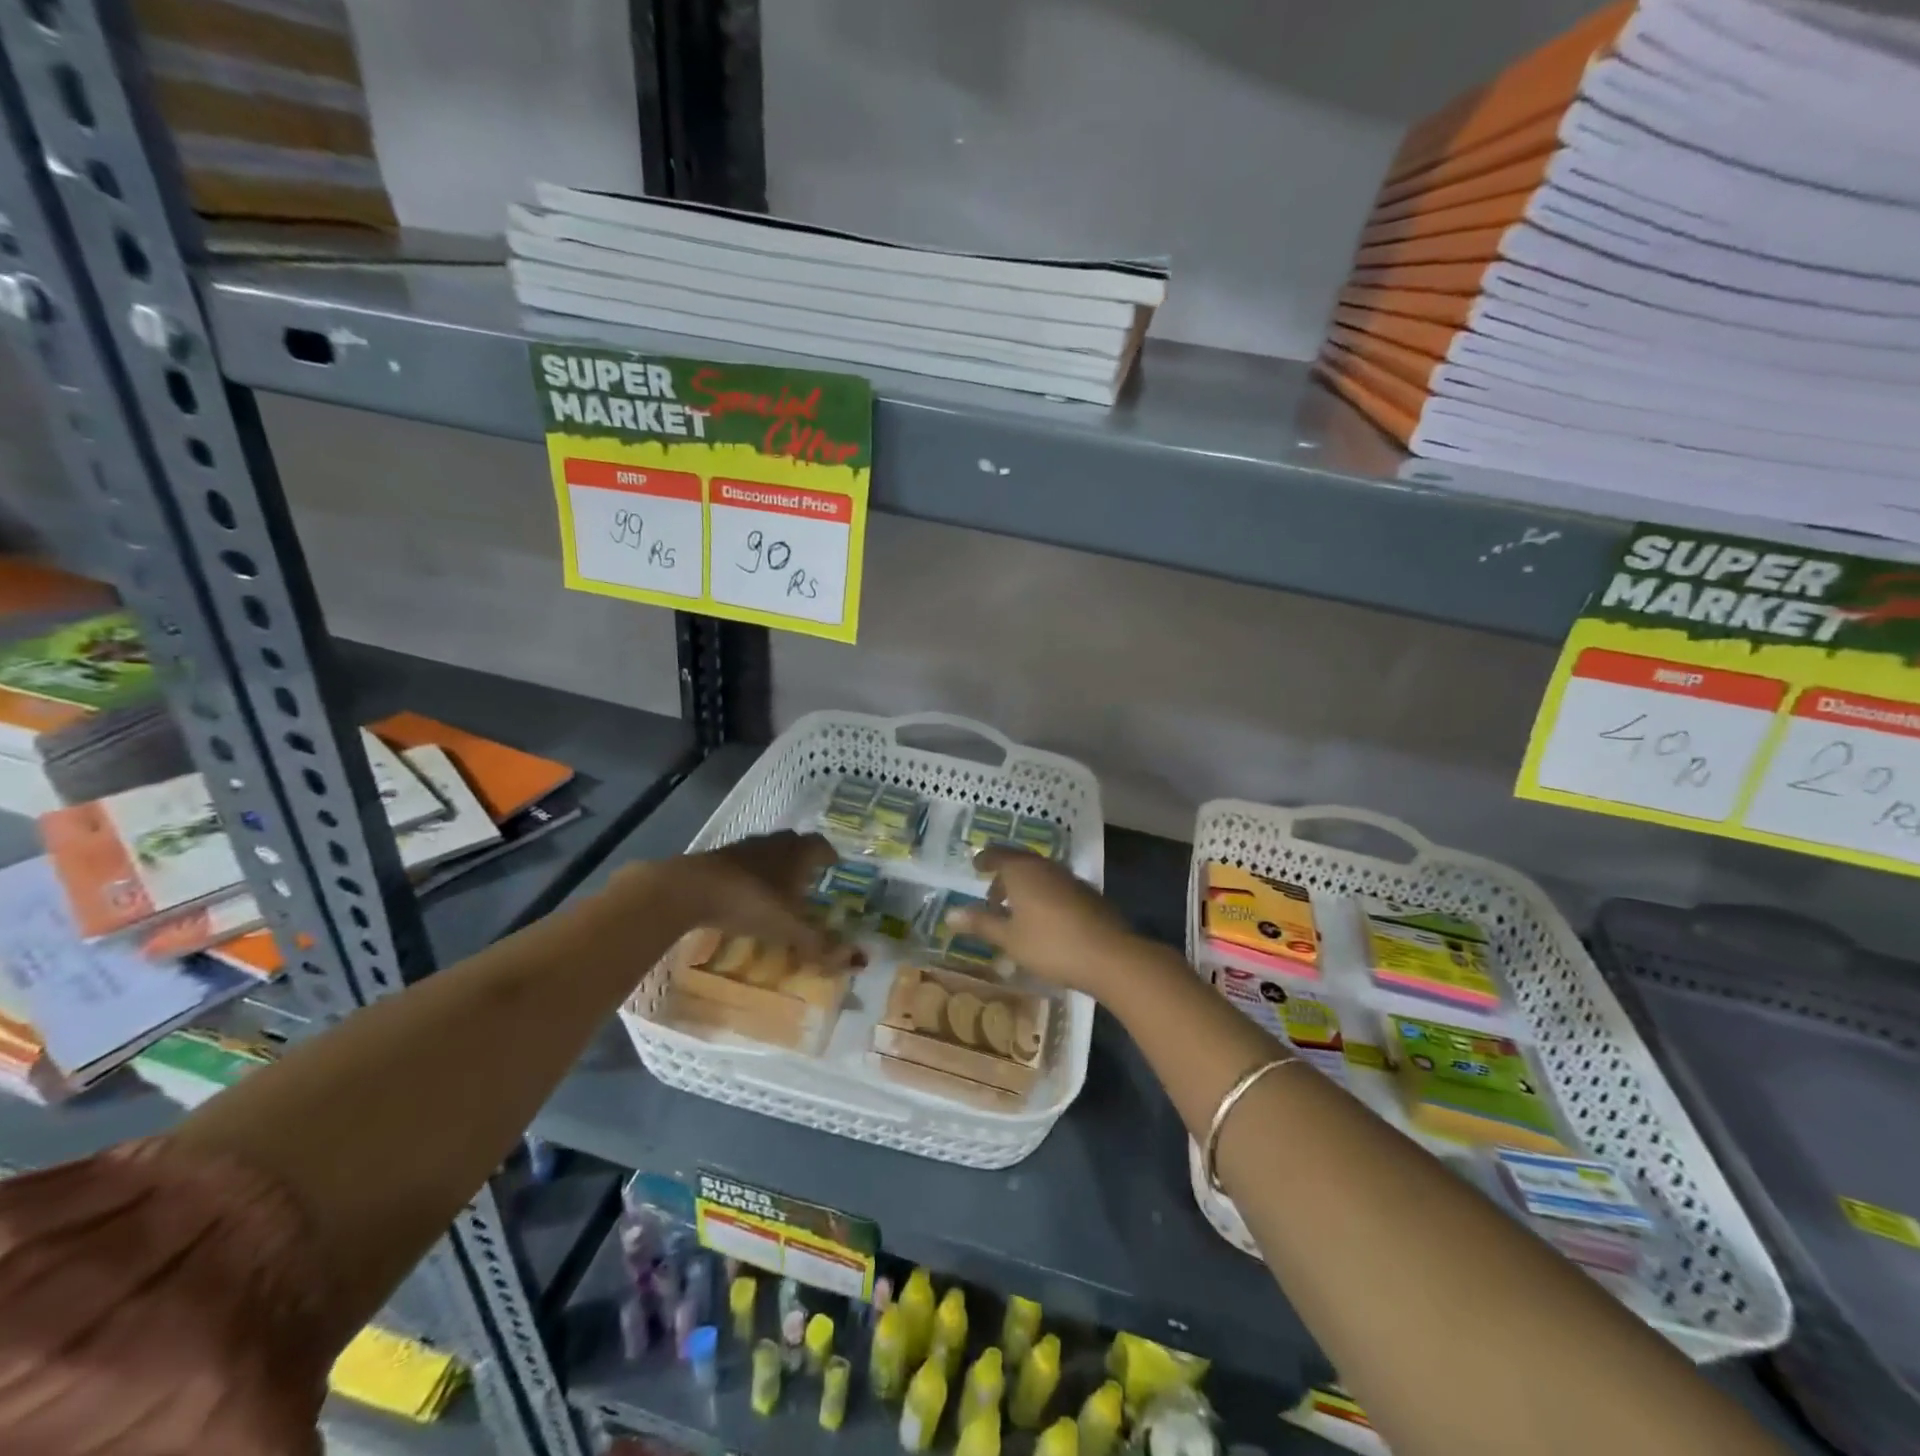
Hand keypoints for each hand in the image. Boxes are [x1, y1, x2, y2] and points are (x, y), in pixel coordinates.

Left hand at [619, 831, 852, 966]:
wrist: (690, 889)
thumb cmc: (750, 901)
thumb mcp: (789, 927)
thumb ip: (819, 943)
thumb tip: (856, 960)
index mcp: (797, 853)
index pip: (821, 846)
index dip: (830, 856)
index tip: (835, 866)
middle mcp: (774, 844)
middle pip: (795, 844)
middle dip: (804, 858)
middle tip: (810, 878)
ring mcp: (743, 848)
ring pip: (768, 852)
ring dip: (776, 865)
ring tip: (779, 888)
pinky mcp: (717, 859)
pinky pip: (744, 863)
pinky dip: (751, 875)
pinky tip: (747, 895)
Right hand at [950, 847, 1145, 997]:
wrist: (1109, 955)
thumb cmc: (1050, 944)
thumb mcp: (1009, 938)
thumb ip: (980, 923)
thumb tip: (949, 915)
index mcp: (1022, 871)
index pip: (997, 855)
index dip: (984, 860)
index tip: (975, 867)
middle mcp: (1045, 867)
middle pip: (1020, 862)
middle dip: (1004, 876)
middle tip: (992, 896)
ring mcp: (1070, 879)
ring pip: (1040, 874)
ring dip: (1024, 886)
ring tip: (1015, 911)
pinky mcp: (1087, 894)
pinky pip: (1056, 886)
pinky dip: (1043, 895)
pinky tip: (1043, 919)